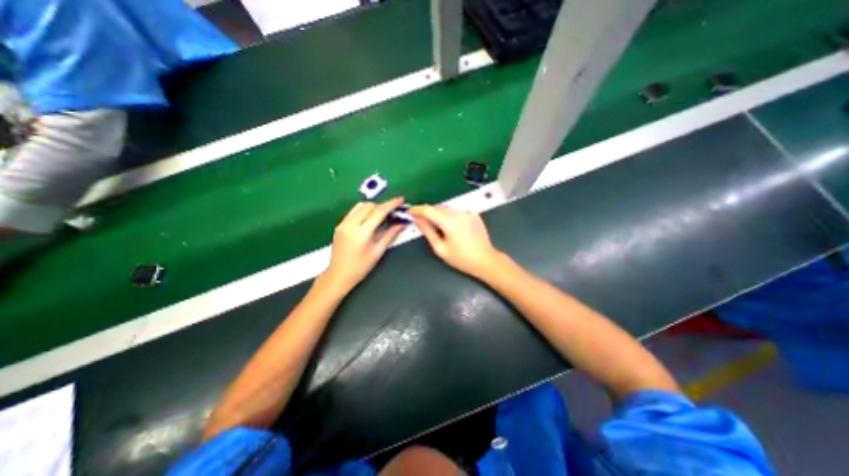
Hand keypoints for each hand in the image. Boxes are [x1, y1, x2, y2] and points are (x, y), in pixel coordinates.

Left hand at [322, 195, 406, 290]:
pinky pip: (354, 211)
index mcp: (361, 233)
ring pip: (360, 206)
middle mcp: (350, 225)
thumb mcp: (378, 251)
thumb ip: (390, 235)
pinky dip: (364, 211)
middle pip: (369, 205)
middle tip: (392, 212)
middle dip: (382, 206)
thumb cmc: (360, 267)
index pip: (378, 212)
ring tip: (382, 216)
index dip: (391, 204)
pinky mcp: (340, 225)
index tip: (400, 200)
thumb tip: (401, 224)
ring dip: (373, 207)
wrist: (338, 275)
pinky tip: (370, 219)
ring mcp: (343, 224)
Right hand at [408, 204, 498, 277]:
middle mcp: (459, 213)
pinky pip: (457, 212)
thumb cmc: (462, 258)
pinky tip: (450, 227)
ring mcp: (468, 213)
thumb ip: (427, 231)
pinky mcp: (474, 215)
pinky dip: (450, 216)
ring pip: (448, 209)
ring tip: (436, 226)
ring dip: (439, 214)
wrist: (485, 260)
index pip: (428, 210)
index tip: (410, 212)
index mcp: (449, 222)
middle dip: (428, 212)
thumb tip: (418, 220)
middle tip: (421, 220)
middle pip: (438, 207)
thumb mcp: (440, 248)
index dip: (417, 210)